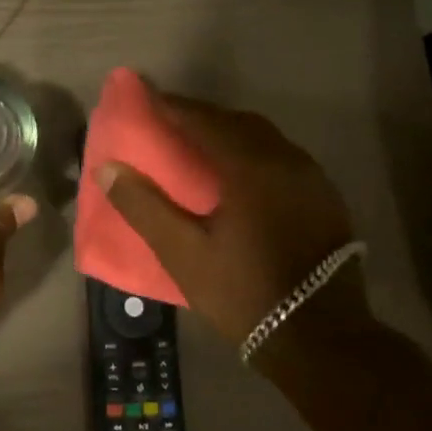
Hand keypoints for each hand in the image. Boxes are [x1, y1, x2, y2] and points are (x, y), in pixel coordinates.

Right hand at [94, 91, 364, 348]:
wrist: (320, 337)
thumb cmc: (244, 293)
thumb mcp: (183, 253)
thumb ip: (143, 207)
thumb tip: (108, 168)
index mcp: (250, 167)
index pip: (203, 121)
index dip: (171, 105)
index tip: (143, 93)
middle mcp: (285, 160)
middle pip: (236, 122)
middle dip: (199, 115)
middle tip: (167, 118)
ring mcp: (311, 178)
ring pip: (263, 138)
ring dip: (227, 131)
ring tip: (197, 141)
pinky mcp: (323, 197)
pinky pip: (280, 156)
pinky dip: (251, 150)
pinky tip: (237, 171)